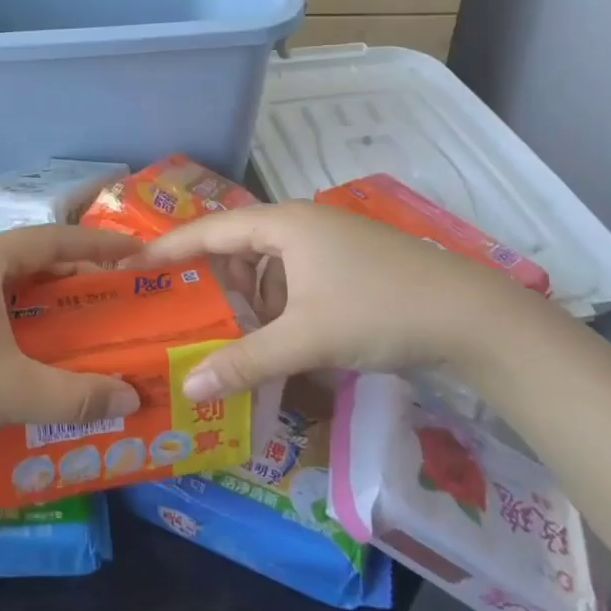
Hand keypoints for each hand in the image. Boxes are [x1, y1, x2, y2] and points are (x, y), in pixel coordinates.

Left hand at [0, 225, 144, 467]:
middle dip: (76, 277)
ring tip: (85, 325)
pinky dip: (21, 322)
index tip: (138, 256)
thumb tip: (131, 396)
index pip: (53, 240)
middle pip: (32, 260)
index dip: (99, 247)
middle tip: (117, 297)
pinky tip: (35, 352)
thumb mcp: (11, 392)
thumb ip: (76, 395)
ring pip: (10, 287)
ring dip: (47, 303)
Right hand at [138, 201, 552, 401]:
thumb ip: (245, 361)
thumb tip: (189, 386)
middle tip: (184, 313)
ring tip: (233, 336)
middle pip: (238, 247)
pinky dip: (280, 307)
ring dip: (249, 300)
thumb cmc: (379, 310)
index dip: (169, 249)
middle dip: (213, 282)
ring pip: (269, 267)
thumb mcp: (306, 338)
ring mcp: (329, 243)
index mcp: (282, 224)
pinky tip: (282, 341)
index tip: (133, 266)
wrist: (476, 318)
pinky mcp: (350, 265)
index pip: (208, 230)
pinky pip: (295, 280)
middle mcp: (301, 224)